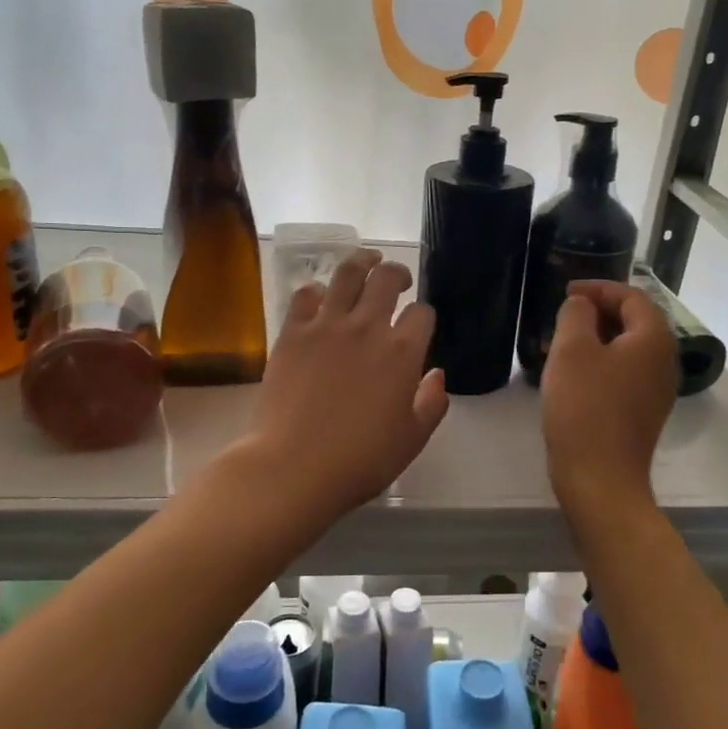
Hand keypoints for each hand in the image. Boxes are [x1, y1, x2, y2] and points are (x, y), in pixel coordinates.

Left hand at [238, 249, 448, 526]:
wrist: (293, 466)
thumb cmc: (360, 459)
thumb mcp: (412, 439)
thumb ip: (432, 403)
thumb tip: (436, 375)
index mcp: (401, 352)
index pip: (422, 313)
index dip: (424, 317)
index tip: (419, 327)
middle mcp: (366, 327)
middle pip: (386, 278)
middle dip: (398, 274)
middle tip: (398, 281)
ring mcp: (325, 326)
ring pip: (346, 273)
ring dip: (361, 262)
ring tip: (366, 262)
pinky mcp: (291, 333)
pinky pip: (305, 295)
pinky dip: (317, 290)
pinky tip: (321, 297)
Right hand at [541, 281, 675, 513]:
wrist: (600, 478)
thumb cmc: (584, 407)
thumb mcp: (571, 350)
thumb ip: (576, 314)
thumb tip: (582, 305)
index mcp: (653, 339)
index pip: (632, 296)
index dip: (598, 288)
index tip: (566, 291)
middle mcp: (664, 360)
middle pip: (634, 321)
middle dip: (598, 313)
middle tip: (563, 316)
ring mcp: (657, 390)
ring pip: (628, 349)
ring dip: (597, 339)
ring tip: (561, 343)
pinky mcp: (644, 412)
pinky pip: (625, 373)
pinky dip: (601, 363)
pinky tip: (573, 374)